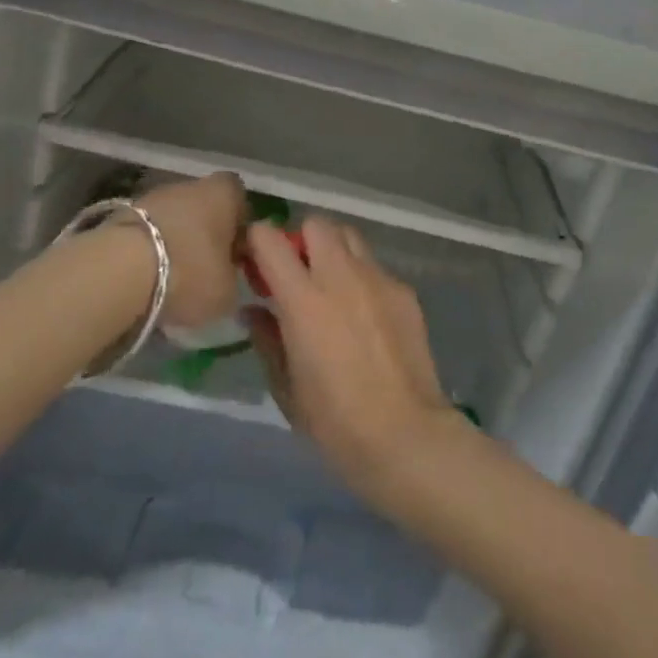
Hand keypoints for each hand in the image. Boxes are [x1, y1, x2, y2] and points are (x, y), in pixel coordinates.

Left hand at [135, 171, 246, 327]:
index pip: (240, 199)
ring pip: (173, 218)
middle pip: (204, 207)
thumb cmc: (190, 272)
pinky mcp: (121, 214)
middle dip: (204, 234)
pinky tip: (145, 278)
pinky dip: (147, 251)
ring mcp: (153, 196)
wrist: (120, 270)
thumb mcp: (227, 291)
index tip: (234, 254)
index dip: (239, 225)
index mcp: (225, 193)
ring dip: (174, 241)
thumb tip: (226, 278)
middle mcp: (192, 184)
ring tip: (170, 278)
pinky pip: (146, 232)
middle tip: (203, 268)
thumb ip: (233, 279)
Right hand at [243, 217, 464, 507]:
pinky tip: (365, 315)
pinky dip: (362, 278)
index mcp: (304, 299)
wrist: (404, 433)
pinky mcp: (404, 290)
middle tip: (297, 273)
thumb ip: (267, 338)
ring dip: (334, 251)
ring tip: (331, 286)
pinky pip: (375, 268)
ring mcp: (378, 279)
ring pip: (350, 237)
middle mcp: (341, 276)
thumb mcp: (286, 387)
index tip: (255, 261)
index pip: (271, 240)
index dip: (258, 241)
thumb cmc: (334, 422)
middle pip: (317, 224)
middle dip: (301, 239)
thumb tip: (253, 310)